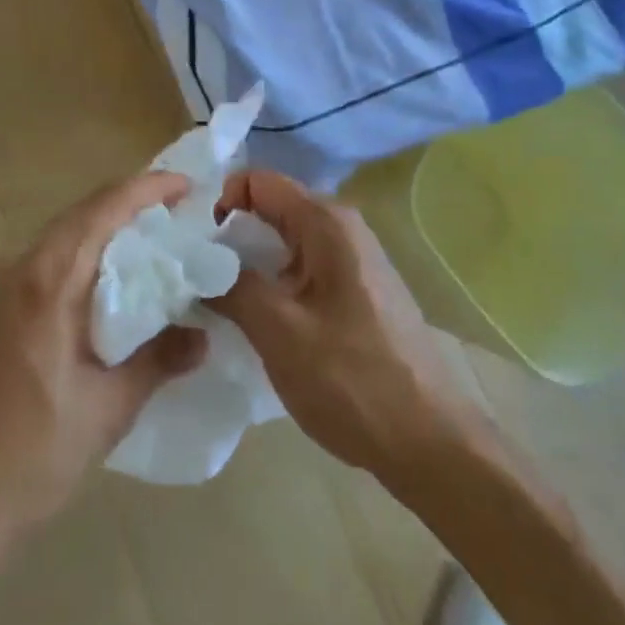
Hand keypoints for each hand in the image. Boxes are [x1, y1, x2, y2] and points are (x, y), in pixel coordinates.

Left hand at [0, 172, 207, 548]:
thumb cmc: (30, 458)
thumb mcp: (107, 410)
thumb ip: (158, 361)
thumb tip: (203, 336)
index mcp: (46, 282)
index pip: (102, 209)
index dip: (146, 189)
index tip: (185, 185)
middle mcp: (12, 268)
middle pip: (78, 217)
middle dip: (126, 208)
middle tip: (173, 217)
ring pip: (55, 240)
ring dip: (98, 236)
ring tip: (142, 251)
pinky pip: (34, 265)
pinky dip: (71, 262)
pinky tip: (93, 291)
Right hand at [207, 170, 486, 480]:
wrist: (431, 443)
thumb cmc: (353, 380)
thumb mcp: (279, 332)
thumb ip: (231, 286)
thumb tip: (194, 262)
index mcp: (326, 223)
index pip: (259, 181)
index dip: (221, 203)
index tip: (194, 245)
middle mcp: (342, 228)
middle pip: (271, 209)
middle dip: (230, 235)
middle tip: (194, 273)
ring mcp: (353, 260)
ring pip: (284, 242)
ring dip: (249, 263)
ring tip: (217, 298)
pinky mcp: (356, 291)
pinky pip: (302, 268)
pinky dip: (273, 282)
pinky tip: (257, 319)